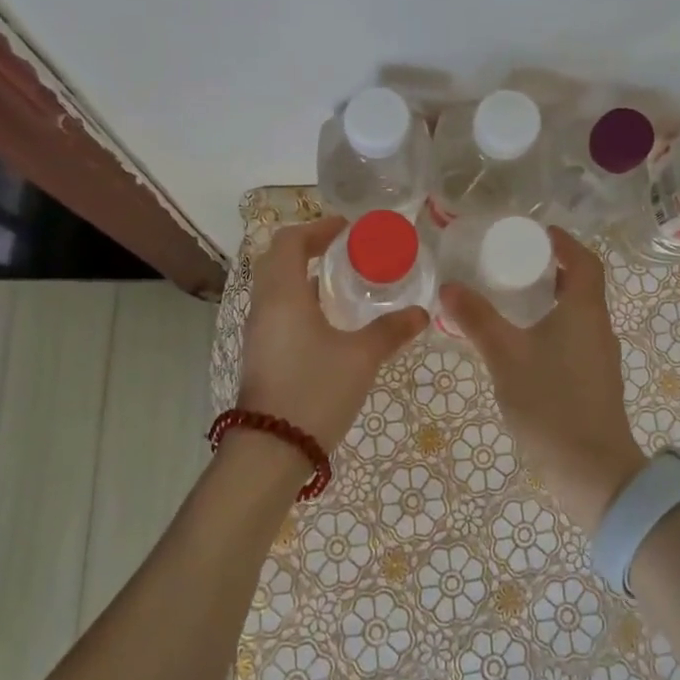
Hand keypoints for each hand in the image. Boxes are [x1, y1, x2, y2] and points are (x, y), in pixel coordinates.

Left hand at [236, 216, 428, 453]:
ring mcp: (258, 331)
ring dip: (302, 275)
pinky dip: (298, 300)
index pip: (290, 241)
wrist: (271, 451)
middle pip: (277, 259)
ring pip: (275, 286)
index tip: (347, 230)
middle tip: (343, 251)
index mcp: (283, 294)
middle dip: (308, 248)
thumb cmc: (315, 391)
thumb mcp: (361, 358)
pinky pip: (276, 310)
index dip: (317, 228)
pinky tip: (328, 320)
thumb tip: (422, 314)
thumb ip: (390, 331)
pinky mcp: (260, 353)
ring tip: (341, 282)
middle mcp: (264, 305)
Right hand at [440, 227, 647, 531]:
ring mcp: (599, 357)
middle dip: (550, 269)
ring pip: (576, 314)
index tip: (537, 234)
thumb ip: (477, 320)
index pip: (585, 261)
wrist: (593, 473)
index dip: (564, 242)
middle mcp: (598, 328)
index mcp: (585, 311)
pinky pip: (573, 338)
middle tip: (513, 264)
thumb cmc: (551, 403)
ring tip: (511, 299)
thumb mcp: (506, 356)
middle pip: (581, 285)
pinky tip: (522, 343)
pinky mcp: (594, 382)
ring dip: (550, 300)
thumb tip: (448, 287)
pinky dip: (551, 327)